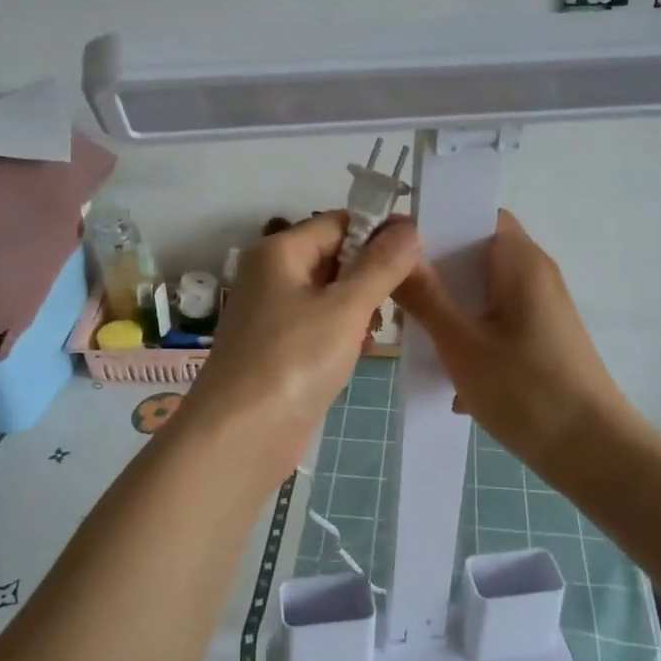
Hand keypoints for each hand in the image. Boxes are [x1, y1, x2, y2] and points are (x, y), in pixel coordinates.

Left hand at [184, 212, 420, 468]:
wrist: (240, 438)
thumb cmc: (293, 361)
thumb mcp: (344, 309)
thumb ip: (380, 266)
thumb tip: (409, 226)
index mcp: (279, 252)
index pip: (338, 223)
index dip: (379, 233)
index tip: (419, 254)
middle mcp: (272, 275)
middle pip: (335, 257)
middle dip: (372, 274)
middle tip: (408, 297)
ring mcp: (274, 314)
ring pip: (331, 294)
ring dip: (361, 306)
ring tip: (382, 329)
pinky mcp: (281, 349)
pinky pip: (321, 325)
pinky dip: (344, 332)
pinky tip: (362, 350)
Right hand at [393, 209, 645, 467]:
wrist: (595, 455)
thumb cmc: (527, 390)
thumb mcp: (461, 343)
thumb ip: (425, 296)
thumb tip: (396, 253)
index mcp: (520, 262)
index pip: (477, 214)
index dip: (436, 221)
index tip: (396, 244)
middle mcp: (534, 276)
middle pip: (474, 254)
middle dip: (433, 272)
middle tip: (395, 295)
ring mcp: (540, 310)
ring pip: (480, 292)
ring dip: (447, 309)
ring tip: (412, 335)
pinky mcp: (540, 340)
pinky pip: (493, 321)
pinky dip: (468, 336)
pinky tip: (447, 376)